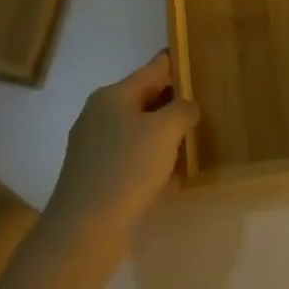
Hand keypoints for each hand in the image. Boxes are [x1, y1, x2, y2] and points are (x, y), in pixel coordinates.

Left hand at [43, 52, 197, 252]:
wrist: (84, 229)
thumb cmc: (127, 168)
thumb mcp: (165, 131)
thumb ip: (182, 110)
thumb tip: (186, 106)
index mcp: (113, 95)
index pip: (153, 68)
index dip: (176, 64)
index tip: (197, 60)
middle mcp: (98, 113)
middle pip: (143, 98)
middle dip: (172, 101)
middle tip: (203, 105)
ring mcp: (92, 144)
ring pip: (136, 128)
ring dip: (162, 132)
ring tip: (191, 139)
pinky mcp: (93, 173)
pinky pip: (129, 154)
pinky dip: (149, 156)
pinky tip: (168, 172)